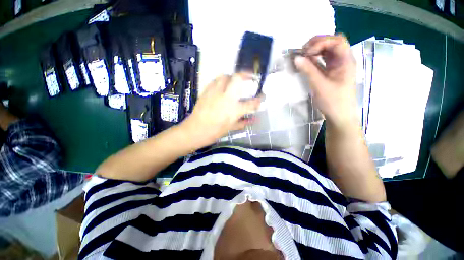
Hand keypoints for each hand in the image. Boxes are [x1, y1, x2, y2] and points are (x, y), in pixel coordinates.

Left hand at [182, 73, 262, 145]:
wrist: (195, 130)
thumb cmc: (215, 132)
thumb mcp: (231, 128)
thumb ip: (244, 122)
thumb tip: (254, 119)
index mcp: (234, 110)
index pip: (252, 102)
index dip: (260, 99)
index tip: (262, 96)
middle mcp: (226, 98)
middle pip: (238, 79)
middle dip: (246, 75)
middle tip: (250, 77)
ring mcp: (215, 93)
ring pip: (225, 76)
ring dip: (232, 76)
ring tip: (235, 81)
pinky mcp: (206, 91)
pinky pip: (215, 80)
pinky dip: (221, 80)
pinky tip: (222, 85)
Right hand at [294, 35, 357, 127]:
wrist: (339, 115)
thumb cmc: (333, 101)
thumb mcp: (319, 85)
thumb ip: (308, 70)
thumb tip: (296, 58)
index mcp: (346, 61)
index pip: (336, 41)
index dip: (320, 42)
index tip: (306, 52)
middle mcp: (344, 60)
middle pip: (333, 42)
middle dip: (317, 43)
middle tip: (303, 52)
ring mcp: (338, 65)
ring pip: (328, 50)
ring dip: (315, 50)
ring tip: (303, 56)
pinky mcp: (332, 71)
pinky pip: (324, 59)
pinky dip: (315, 58)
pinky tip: (307, 62)